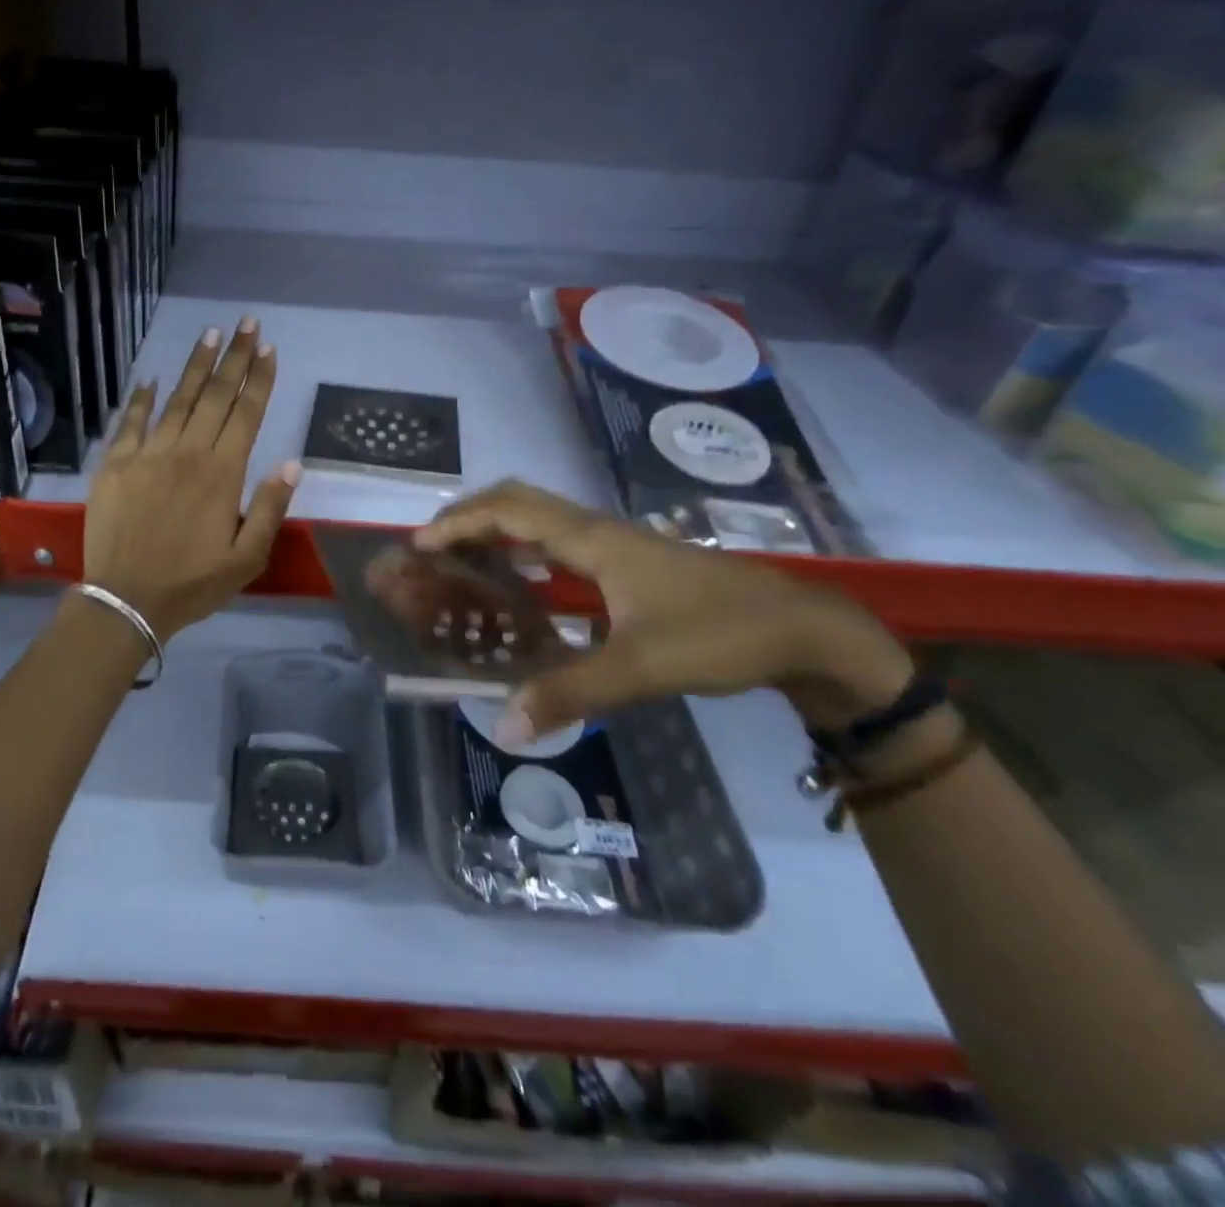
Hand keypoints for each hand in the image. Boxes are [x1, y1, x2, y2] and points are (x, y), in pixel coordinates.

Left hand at [83, 319, 299, 638]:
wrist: (127, 599)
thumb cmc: (193, 583)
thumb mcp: (247, 558)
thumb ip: (270, 508)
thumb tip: (292, 463)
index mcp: (222, 473)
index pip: (246, 414)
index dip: (259, 379)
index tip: (268, 348)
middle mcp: (187, 453)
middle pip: (216, 396)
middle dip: (234, 357)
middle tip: (246, 323)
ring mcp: (148, 455)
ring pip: (177, 400)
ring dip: (196, 366)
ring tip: (210, 335)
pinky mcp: (115, 464)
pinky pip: (130, 422)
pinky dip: (141, 398)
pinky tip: (151, 378)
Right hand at [414, 481, 912, 742]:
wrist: (803, 630)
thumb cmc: (721, 635)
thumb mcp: (642, 667)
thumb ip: (570, 692)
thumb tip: (505, 725)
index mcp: (594, 541)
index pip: (512, 513)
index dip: (462, 523)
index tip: (421, 543)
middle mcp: (598, 530)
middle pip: (520, 499)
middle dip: (470, 513)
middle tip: (433, 544)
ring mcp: (615, 542)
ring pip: (541, 515)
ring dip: (496, 525)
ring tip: (461, 555)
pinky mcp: (629, 560)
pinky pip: (559, 537)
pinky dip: (524, 544)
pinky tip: (521, 577)